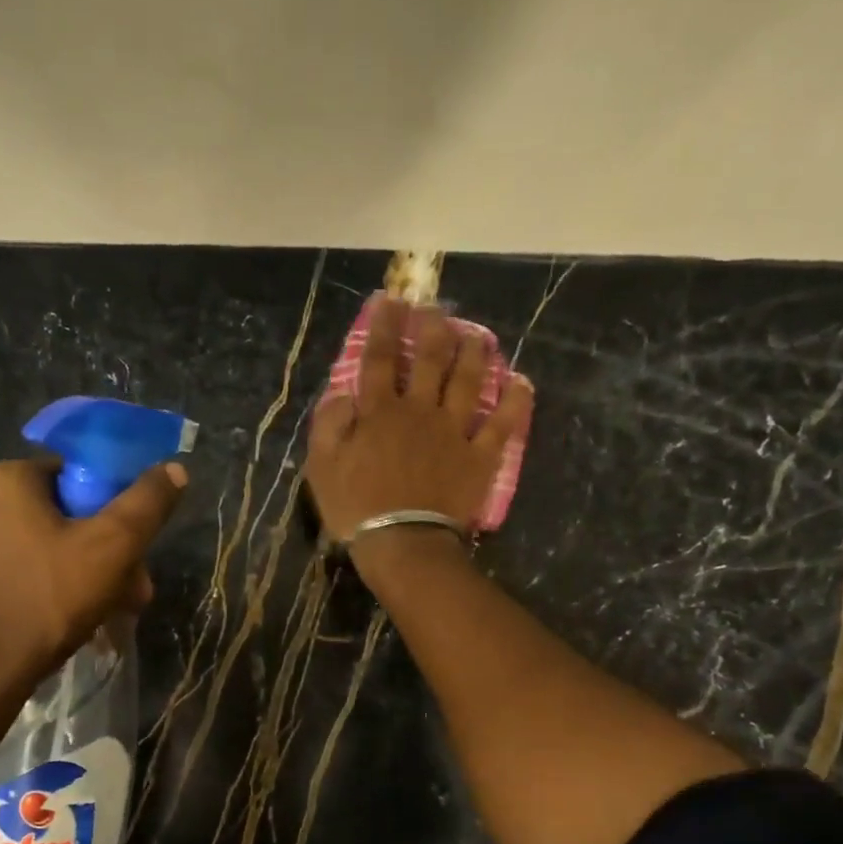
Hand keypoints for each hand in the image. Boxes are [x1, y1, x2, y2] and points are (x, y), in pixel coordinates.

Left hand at [0, 457, 187, 682]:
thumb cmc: (48, 596)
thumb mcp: (113, 545)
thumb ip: (147, 503)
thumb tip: (176, 468)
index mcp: (11, 478)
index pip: (82, 473)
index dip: (120, 504)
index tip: (139, 542)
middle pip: (72, 514)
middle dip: (113, 550)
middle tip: (137, 588)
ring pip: (56, 546)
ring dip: (95, 573)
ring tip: (120, 608)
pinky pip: (33, 569)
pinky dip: (63, 586)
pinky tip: (86, 617)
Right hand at [306, 299, 532, 546]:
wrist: (402, 543)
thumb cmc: (356, 508)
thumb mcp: (322, 467)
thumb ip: (329, 424)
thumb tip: (342, 392)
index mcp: (380, 412)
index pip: (382, 359)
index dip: (386, 326)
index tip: (392, 300)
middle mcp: (420, 411)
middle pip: (431, 360)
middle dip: (434, 328)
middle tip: (437, 308)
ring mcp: (455, 432)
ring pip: (469, 381)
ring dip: (475, 353)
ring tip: (478, 334)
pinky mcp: (480, 456)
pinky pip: (502, 424)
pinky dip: (513, 402)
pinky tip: (519, 383)